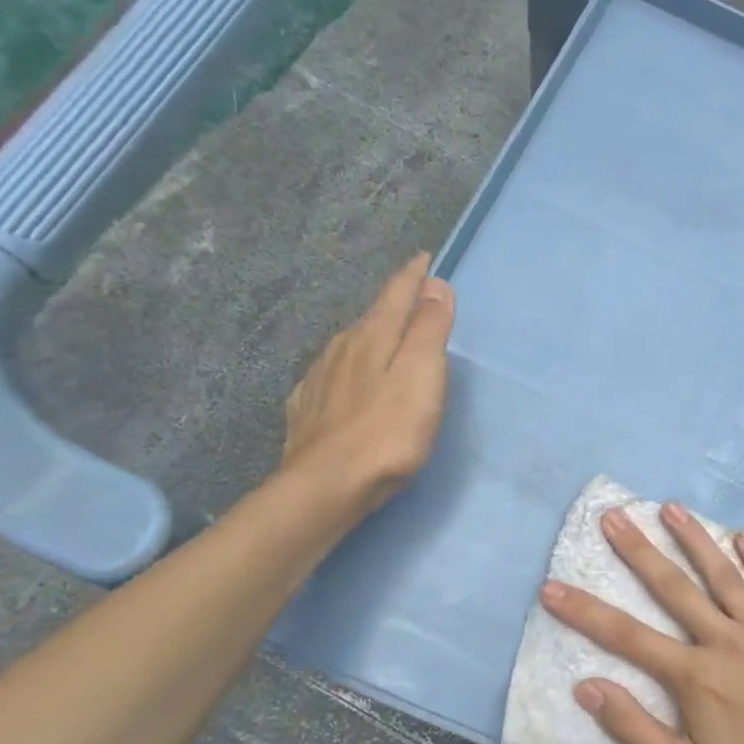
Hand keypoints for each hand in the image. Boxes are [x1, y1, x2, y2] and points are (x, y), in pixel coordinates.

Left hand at [281, 252, 454, 521]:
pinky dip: (348, 369)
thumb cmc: (388, 432)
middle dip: (393, 305)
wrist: (327, 486)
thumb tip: (435, 285)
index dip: (413, 276)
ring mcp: (319, 379)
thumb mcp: (421, 376)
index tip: (424, 257)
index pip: (396, 294)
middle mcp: (341, 349)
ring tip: (384, 339)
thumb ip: (429, 330)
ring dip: (370, 337)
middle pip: (372, 317)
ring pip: (349, 346)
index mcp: (372, 337)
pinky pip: (332, 375)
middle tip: (412, 299)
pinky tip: (348, 382)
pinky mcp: (308, 410)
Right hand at [539, 503, 743, 743]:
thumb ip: (634, 728)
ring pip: (724, 577)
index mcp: (694, 675)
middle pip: (673, 589)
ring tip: (671, 508)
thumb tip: (586, 687)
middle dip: (638, 551)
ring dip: (696, 540)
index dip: (585, 612)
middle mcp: (725, 642)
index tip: (553, 587)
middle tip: (613, 517)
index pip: (627, 636)